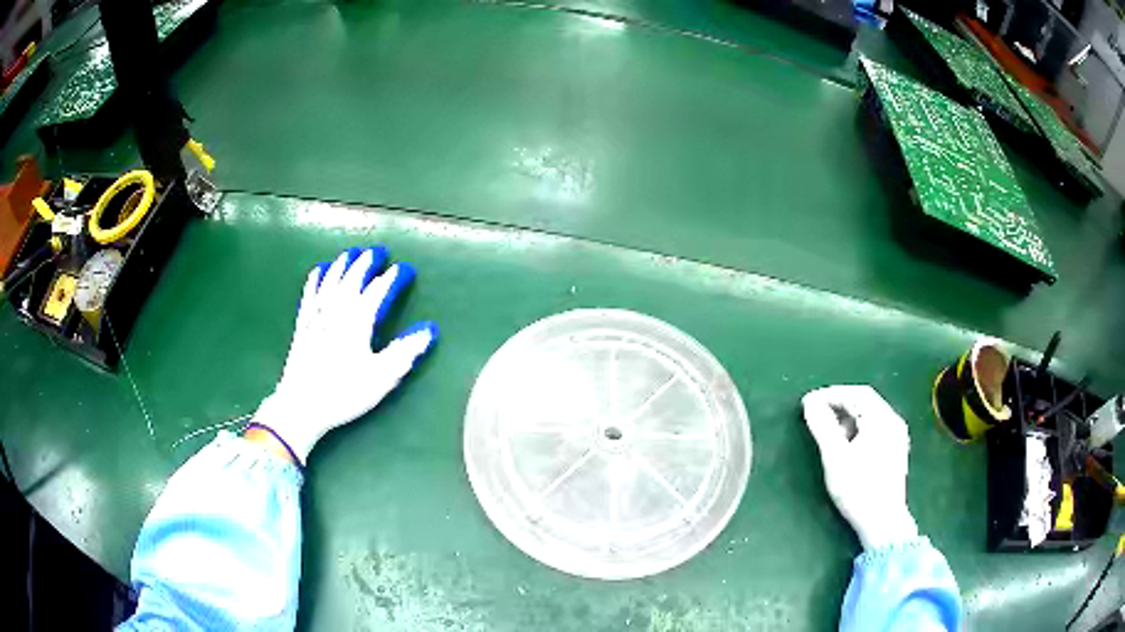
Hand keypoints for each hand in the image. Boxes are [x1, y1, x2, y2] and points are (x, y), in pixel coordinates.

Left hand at [251, 247, 437, 464]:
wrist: (302, 405)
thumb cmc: (344, 392)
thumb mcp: (381, 376)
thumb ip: (405, 351)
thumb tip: (429, 329)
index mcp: (358, 321)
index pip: (378, 291)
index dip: (391, 278)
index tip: (403, 269)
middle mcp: (336, 311)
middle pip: (351, 279)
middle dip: (365, 263)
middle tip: (375, 251)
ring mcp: (316, 317)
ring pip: (330, 282)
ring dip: (341, 265)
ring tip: (350, 253)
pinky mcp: (302, 326)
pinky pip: (309, 295)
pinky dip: (315, 280)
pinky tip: (318, 271)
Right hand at [802, 385, 917, 550]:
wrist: (883, 521)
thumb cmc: (858, 488)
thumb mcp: (835, 458)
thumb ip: (822, 427)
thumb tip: (810, 403)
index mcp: (881, 419)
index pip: (855, 393)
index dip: (831, 394)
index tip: (808, 403)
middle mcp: (892, 421)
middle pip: (865, 402)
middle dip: (839, 405)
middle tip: (816, 415)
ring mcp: (897, 436)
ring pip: (870, 415)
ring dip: (848, 418)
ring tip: (829, 433)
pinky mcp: (896, 450)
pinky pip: (875, 427)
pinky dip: (858, 428)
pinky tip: (847, 445)